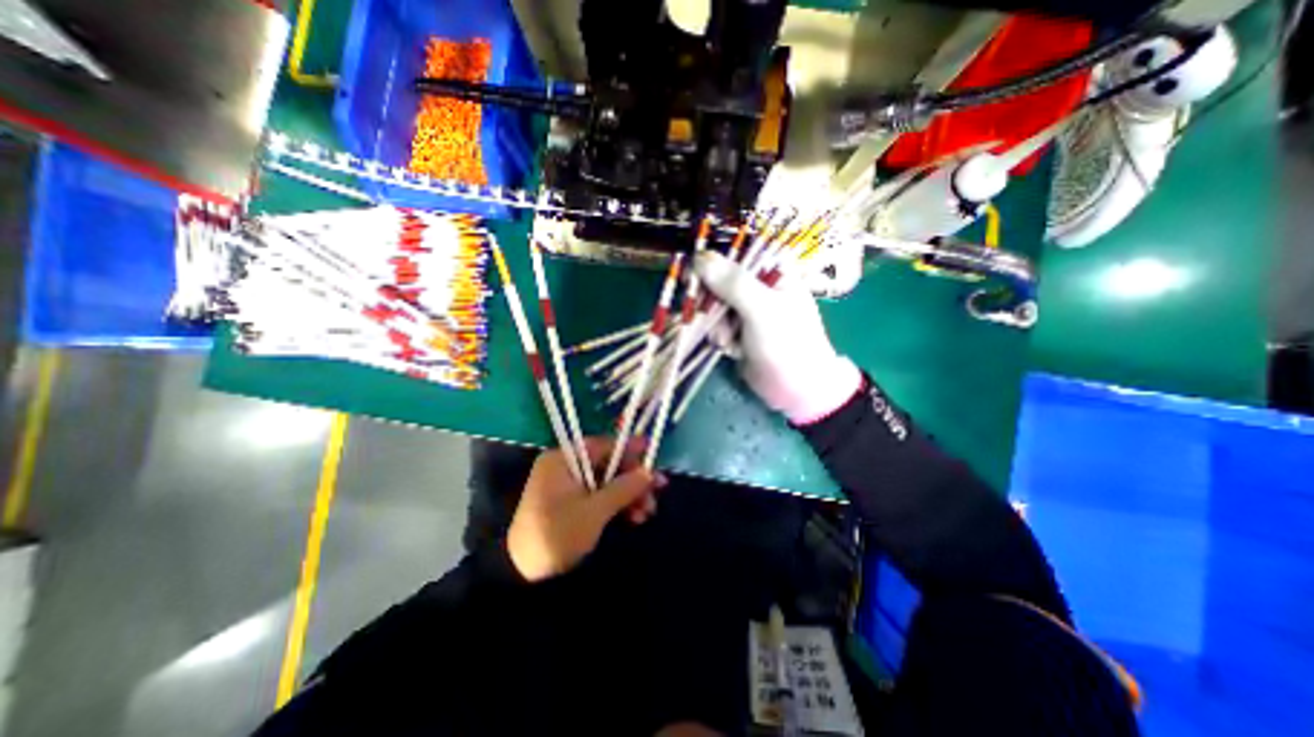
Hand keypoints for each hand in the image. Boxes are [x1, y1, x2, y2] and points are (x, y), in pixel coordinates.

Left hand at [504, 436, 661, 580]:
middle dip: (634, 479)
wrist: (523, 574)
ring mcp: (569, 486)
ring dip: (629, 495)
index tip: (653, 452)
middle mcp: (566, 466)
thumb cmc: (558, 534)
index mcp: (564, 459)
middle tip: (658, 492)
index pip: (603, 445)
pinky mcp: (572, 504)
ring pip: (608, 482)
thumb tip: (650, 471)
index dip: (630, 448)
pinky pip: (601, 496)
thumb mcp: (595, 510)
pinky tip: (634, 517)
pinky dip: (618, 505)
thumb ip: (624, 488)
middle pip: (608, 464)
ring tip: (647, 512)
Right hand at [691, 252, 871, 423]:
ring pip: (713, 305)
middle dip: (712, 304)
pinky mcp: (739, 330)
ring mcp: (748, 309)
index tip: (696, 280)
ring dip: (716, 326)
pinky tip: (732, 350)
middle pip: (718, 280)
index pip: (734, 253)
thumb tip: (699, 257)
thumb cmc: (787, 344)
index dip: (711, 264)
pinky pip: (716, 325)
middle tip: (712, 319)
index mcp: (773, 271)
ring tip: (728, 342)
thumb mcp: (761, 309)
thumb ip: (732, 283)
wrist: (797, 389)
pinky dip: (720, 338)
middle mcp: (759, 285)